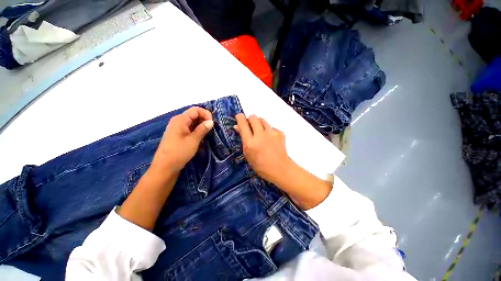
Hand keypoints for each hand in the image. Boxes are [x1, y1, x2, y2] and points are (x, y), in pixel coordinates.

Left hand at [152, 107, 213, 174]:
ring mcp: (177, 128)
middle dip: (204, 120)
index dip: (205, 114)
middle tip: (211, 130)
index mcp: (180, 119)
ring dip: (201, 126)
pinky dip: (196, 131)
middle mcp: (178, 121)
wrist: (165, 167)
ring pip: (192, 122)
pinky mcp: (177, 135)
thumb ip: (203, 129)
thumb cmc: (179, 152)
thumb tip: (211, 121)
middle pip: (193, 115)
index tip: (212, 124)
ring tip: (207, 134)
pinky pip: (189, 128)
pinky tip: (200, 138)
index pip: (195, 110)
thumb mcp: (194, 140)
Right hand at [234, 114, 293, 183]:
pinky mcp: (280, 132)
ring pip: (262, 120)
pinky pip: (270, 126)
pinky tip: (270, 139)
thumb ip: (243, 138)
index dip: (239, 118)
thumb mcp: (247, 153)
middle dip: (249, 120)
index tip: (239, 117)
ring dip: (259, 124)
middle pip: (253, 117)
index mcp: (250, 143)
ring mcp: (271, 133)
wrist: (279, 168)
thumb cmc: (260, 165)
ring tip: (260, 134)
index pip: (243, 123)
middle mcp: (261, 135)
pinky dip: (268, 130)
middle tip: (250, 127)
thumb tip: (237, 126)